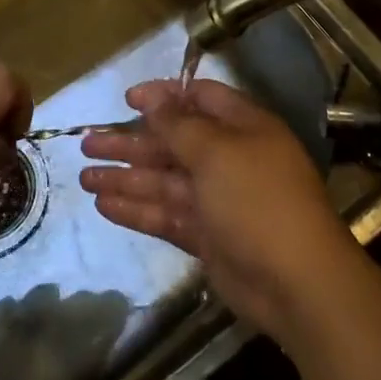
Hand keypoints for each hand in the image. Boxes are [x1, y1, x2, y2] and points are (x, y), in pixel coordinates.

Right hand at [80, 78, 365, 344]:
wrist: (297, 283)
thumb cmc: (257, 200)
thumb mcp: (216, 152)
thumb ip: (179, 125)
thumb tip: (153, 96)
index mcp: (242, 128)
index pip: (199, 99)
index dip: (163, 96)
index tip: (127, 100)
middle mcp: (229, 158)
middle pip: (173, 142)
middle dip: (131, 142)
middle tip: (87, 144)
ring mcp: (217, 200)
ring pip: (164, 181)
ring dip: (126, 177)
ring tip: (84, 177)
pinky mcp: (207, 236)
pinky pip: (166, 215)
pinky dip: (137, 209)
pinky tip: (104, 206)